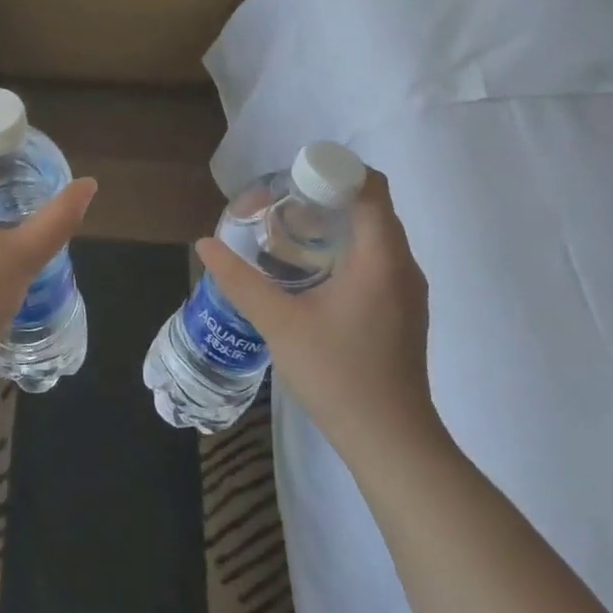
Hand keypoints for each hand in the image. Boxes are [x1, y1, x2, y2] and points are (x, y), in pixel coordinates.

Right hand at [195, 168, 436, 462]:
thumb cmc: (338, 374)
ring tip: (288, 234)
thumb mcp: (279, 323)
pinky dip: (346, 249)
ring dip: (335, 223)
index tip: (290, 182)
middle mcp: (402, 265)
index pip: (369, 186)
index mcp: (381, 258)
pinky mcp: (402, 310)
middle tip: (279, 206)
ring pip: (374, 234)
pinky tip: (311, 273)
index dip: (332, 172)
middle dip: (325, 196)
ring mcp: (407, 290)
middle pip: (371, 206)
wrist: (390, 441)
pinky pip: (377, 259)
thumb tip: (204, 243)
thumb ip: (240, 280)